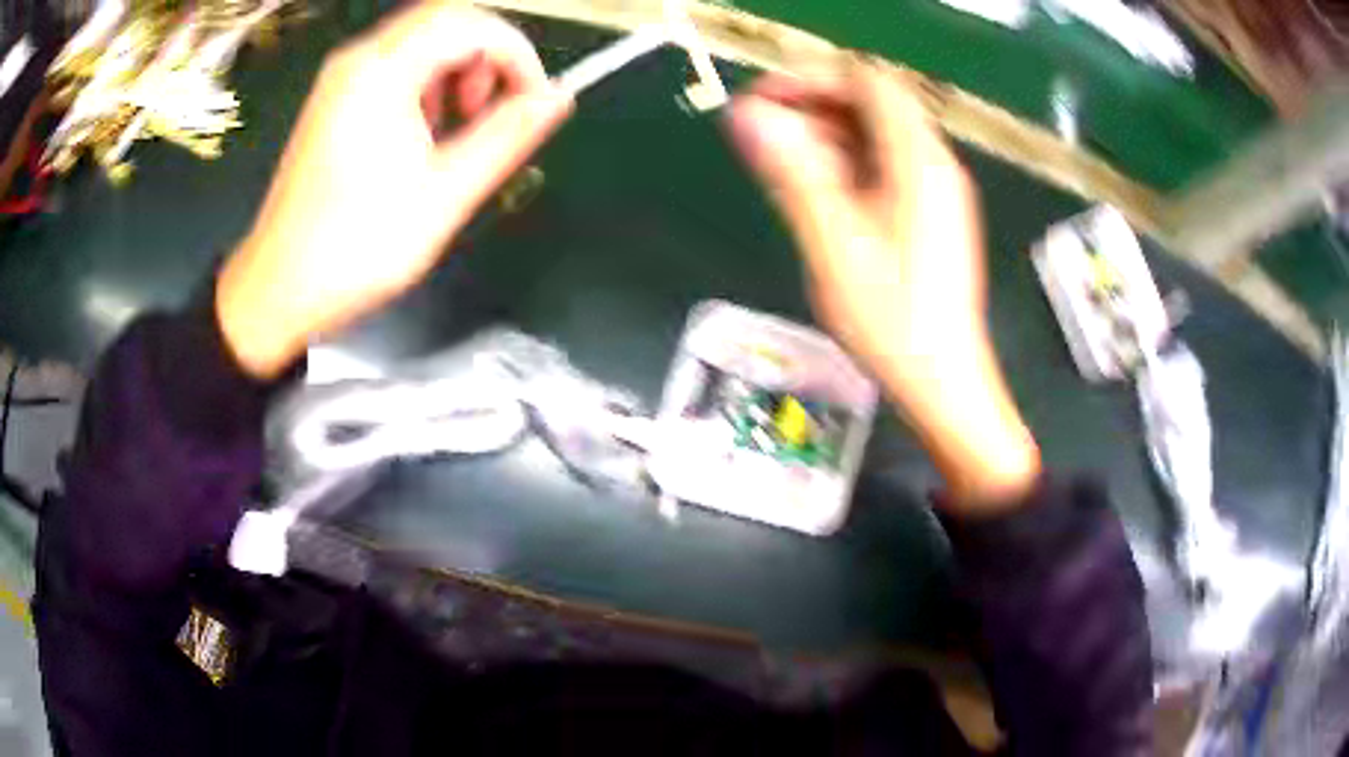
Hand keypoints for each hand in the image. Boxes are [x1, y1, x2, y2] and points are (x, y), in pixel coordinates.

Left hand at [217, 3, 572, 378]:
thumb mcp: (444, 194)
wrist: (278, 289)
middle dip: (487, 55)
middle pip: (445, 19)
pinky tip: (423, 133)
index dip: (516, 53)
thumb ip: (507, 136)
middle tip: (494, 108)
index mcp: (381, 74)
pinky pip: (395, 66)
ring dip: (457, 69)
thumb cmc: (356, 249)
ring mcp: (341, 79)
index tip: (535, 99)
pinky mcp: (335, 99)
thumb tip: (558, 98)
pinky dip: (427, 84)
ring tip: (458, 127)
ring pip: (421, 39)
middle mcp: (358, 61)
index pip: (469, 23)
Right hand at [726, 60, 1039, 509]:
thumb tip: (747, 117)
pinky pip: (885, 167)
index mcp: (918, 162)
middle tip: (762, 132)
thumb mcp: (834, 243)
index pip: (867, 81)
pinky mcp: (930, 216)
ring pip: (877, 136)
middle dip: (814, 106)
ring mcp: (935, 191)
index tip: (763, 100)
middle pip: (873, 104)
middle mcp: (934, 165)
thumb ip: (792, 172)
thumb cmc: (893, 320)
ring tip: (779, 161)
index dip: (812, 79)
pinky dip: (847, 164)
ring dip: (827, 136)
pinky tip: (816, 191)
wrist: (945, 382)